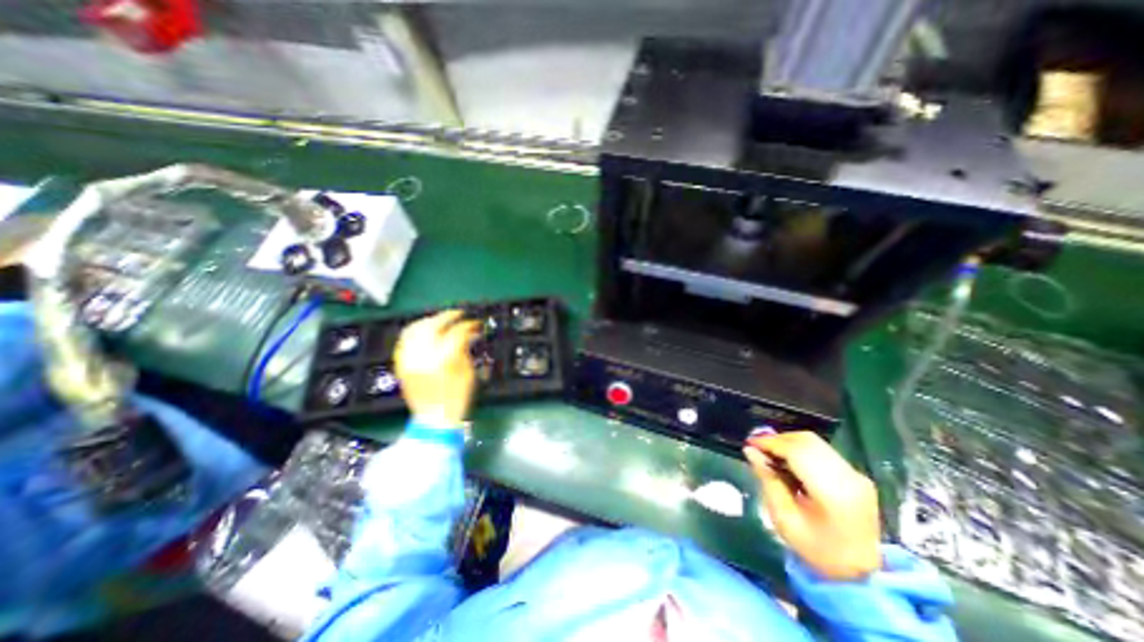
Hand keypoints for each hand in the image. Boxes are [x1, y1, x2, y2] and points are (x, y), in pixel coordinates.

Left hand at [396, 309, 479, 426]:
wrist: (434, 419)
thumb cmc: (456, 398)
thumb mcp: (468, 373)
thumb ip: (466, 349)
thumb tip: (469, 333)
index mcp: (443, 361)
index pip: (456, 333)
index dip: (468, 325)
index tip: (475, 324)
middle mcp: (422, 356)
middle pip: (433, 325)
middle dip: (448, 316)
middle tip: (459, 315)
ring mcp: (408, 359)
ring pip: (416, 329)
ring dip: (430, 320)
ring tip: (442, 320)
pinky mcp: (401, 364)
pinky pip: (404, 340)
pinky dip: (416, 331)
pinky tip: (426, 330)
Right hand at [744, 431, 883, 582]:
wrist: (862, 574)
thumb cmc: (817, 550)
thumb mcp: (784, 519)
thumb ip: (768, 480)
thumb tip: (750, 451)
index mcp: (834, 493)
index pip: (797, 451)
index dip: (770, 442)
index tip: (749, 443)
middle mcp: (849, 477)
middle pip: (806, 441)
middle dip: (777, 439)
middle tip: (757, 447)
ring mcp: (856, 475)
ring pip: (814, 442)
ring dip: (788, 442)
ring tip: (769, 453)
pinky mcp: (856, 475)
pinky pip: (822, 450)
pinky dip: (799, 449)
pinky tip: (787, 460)